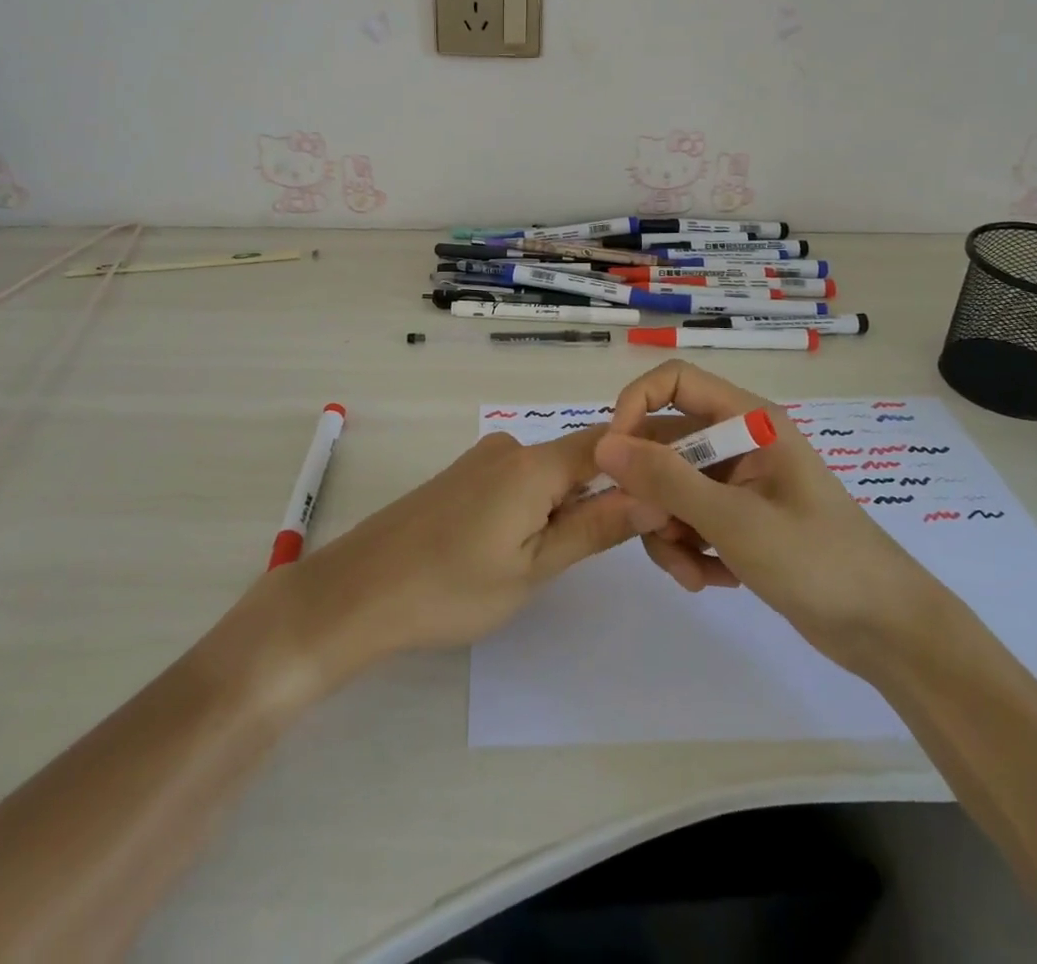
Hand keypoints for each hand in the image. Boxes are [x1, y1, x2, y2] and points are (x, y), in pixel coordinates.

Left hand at [283, 427, 664, 673]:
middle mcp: (510, 447)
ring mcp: (482, 459)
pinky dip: (538, 505)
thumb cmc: (450, 589)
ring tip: (567, 557)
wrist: (358, 591)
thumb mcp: (533, 568)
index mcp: (533, 465)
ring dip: (571, 505)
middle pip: (580, 459)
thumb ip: (595, 528)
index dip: (648, 457)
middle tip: (628, 545)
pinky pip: (520, 480)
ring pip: (549, 473)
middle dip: (609, 494)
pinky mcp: (463, 475)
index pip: (610, 444)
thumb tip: (655, 494)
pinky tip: (523, 547)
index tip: (678, 483)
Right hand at [595, 360, 942, 673]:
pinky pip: (692, 519)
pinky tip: (712, 581)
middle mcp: (741, 442)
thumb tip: (603, 445)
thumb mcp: (734, 520)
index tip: (615, 456)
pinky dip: (691, 549)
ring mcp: (741, 483)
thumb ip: (666, 480)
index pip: (674, 382)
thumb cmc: (819, 562)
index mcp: (749, 420)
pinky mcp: (742, 519)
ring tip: (691, 574)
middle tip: (656, 534)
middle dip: (652, 492)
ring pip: (672, 488)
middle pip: (666, 443)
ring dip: (668, 531)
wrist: (890, 632)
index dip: (636, 407)